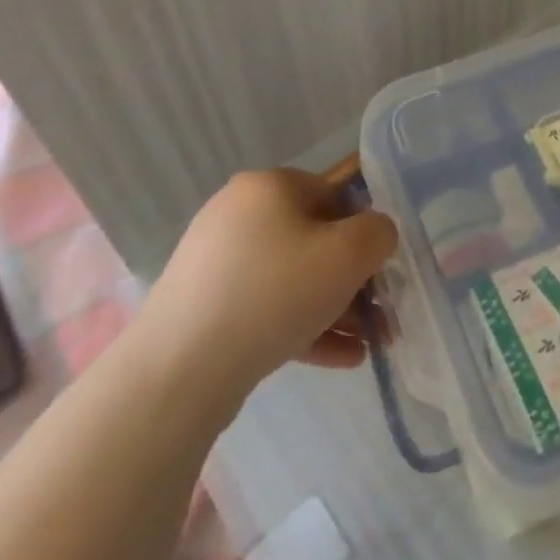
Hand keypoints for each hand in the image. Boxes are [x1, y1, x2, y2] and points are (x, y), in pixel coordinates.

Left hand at [136, 153, 396, 421]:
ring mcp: (216, 263)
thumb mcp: (349, 254)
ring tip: (366, 345)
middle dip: (354, 280)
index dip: (365, 231)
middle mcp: (238, 214)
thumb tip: (375, 236)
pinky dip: (303, 327)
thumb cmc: (273, 294)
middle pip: (315, 241)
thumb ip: (379, 233)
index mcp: (269, 186)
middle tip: (380, 315)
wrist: (176, 373)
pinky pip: (266, 309)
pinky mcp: (203, 308)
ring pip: (293, 279)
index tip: (383, 270)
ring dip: (335, 308)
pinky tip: (340, 358)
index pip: (336, 195)